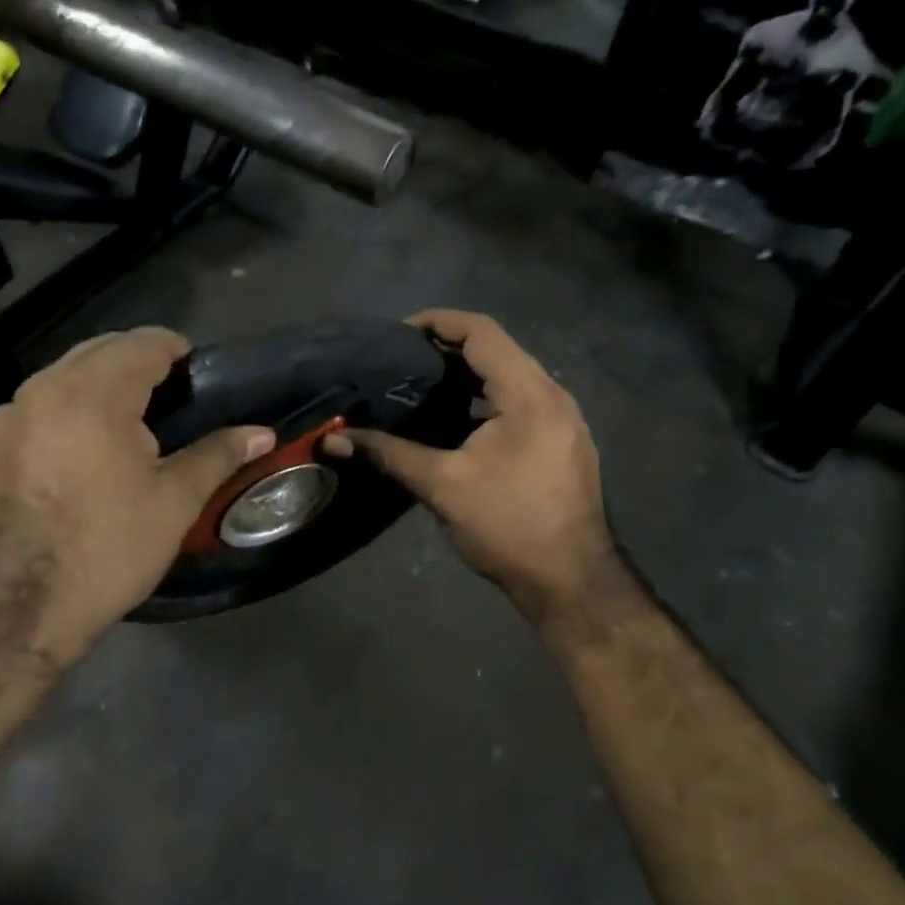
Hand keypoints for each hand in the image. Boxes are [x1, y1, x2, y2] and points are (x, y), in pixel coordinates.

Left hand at [0, 328, 273, 662]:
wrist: (18, 611)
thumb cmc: (108, 550)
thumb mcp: (175, 502)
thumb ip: (219, 454)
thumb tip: (262, 432)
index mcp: (93, 395)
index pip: (142, 343)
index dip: (175, 349)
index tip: (197, 372)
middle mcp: (43, 390)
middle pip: (99, 350)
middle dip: (138, 360)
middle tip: (171, 395)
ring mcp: (8, 417)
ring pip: (63, 374)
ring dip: (100, 381)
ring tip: (129, 420)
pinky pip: (35, 404)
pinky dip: (66, 407)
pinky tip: (81, 448)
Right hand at [327, 310, 621, 621]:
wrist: (572, 581)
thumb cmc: (508, 526)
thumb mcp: (442, 486)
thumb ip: (388, 453)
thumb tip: (332, 439)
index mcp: (529, 394)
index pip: (482, 332)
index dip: (439, 322)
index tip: (398, 334)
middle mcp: (553, 395)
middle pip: (498, 349)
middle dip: (449, 347)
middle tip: (402, 360)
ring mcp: (563, 419)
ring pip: (511, 376)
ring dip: (469, 374)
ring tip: (423, 385)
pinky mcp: (562, 441)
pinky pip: (521, 401)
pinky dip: (486, 398)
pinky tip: (456, 421)